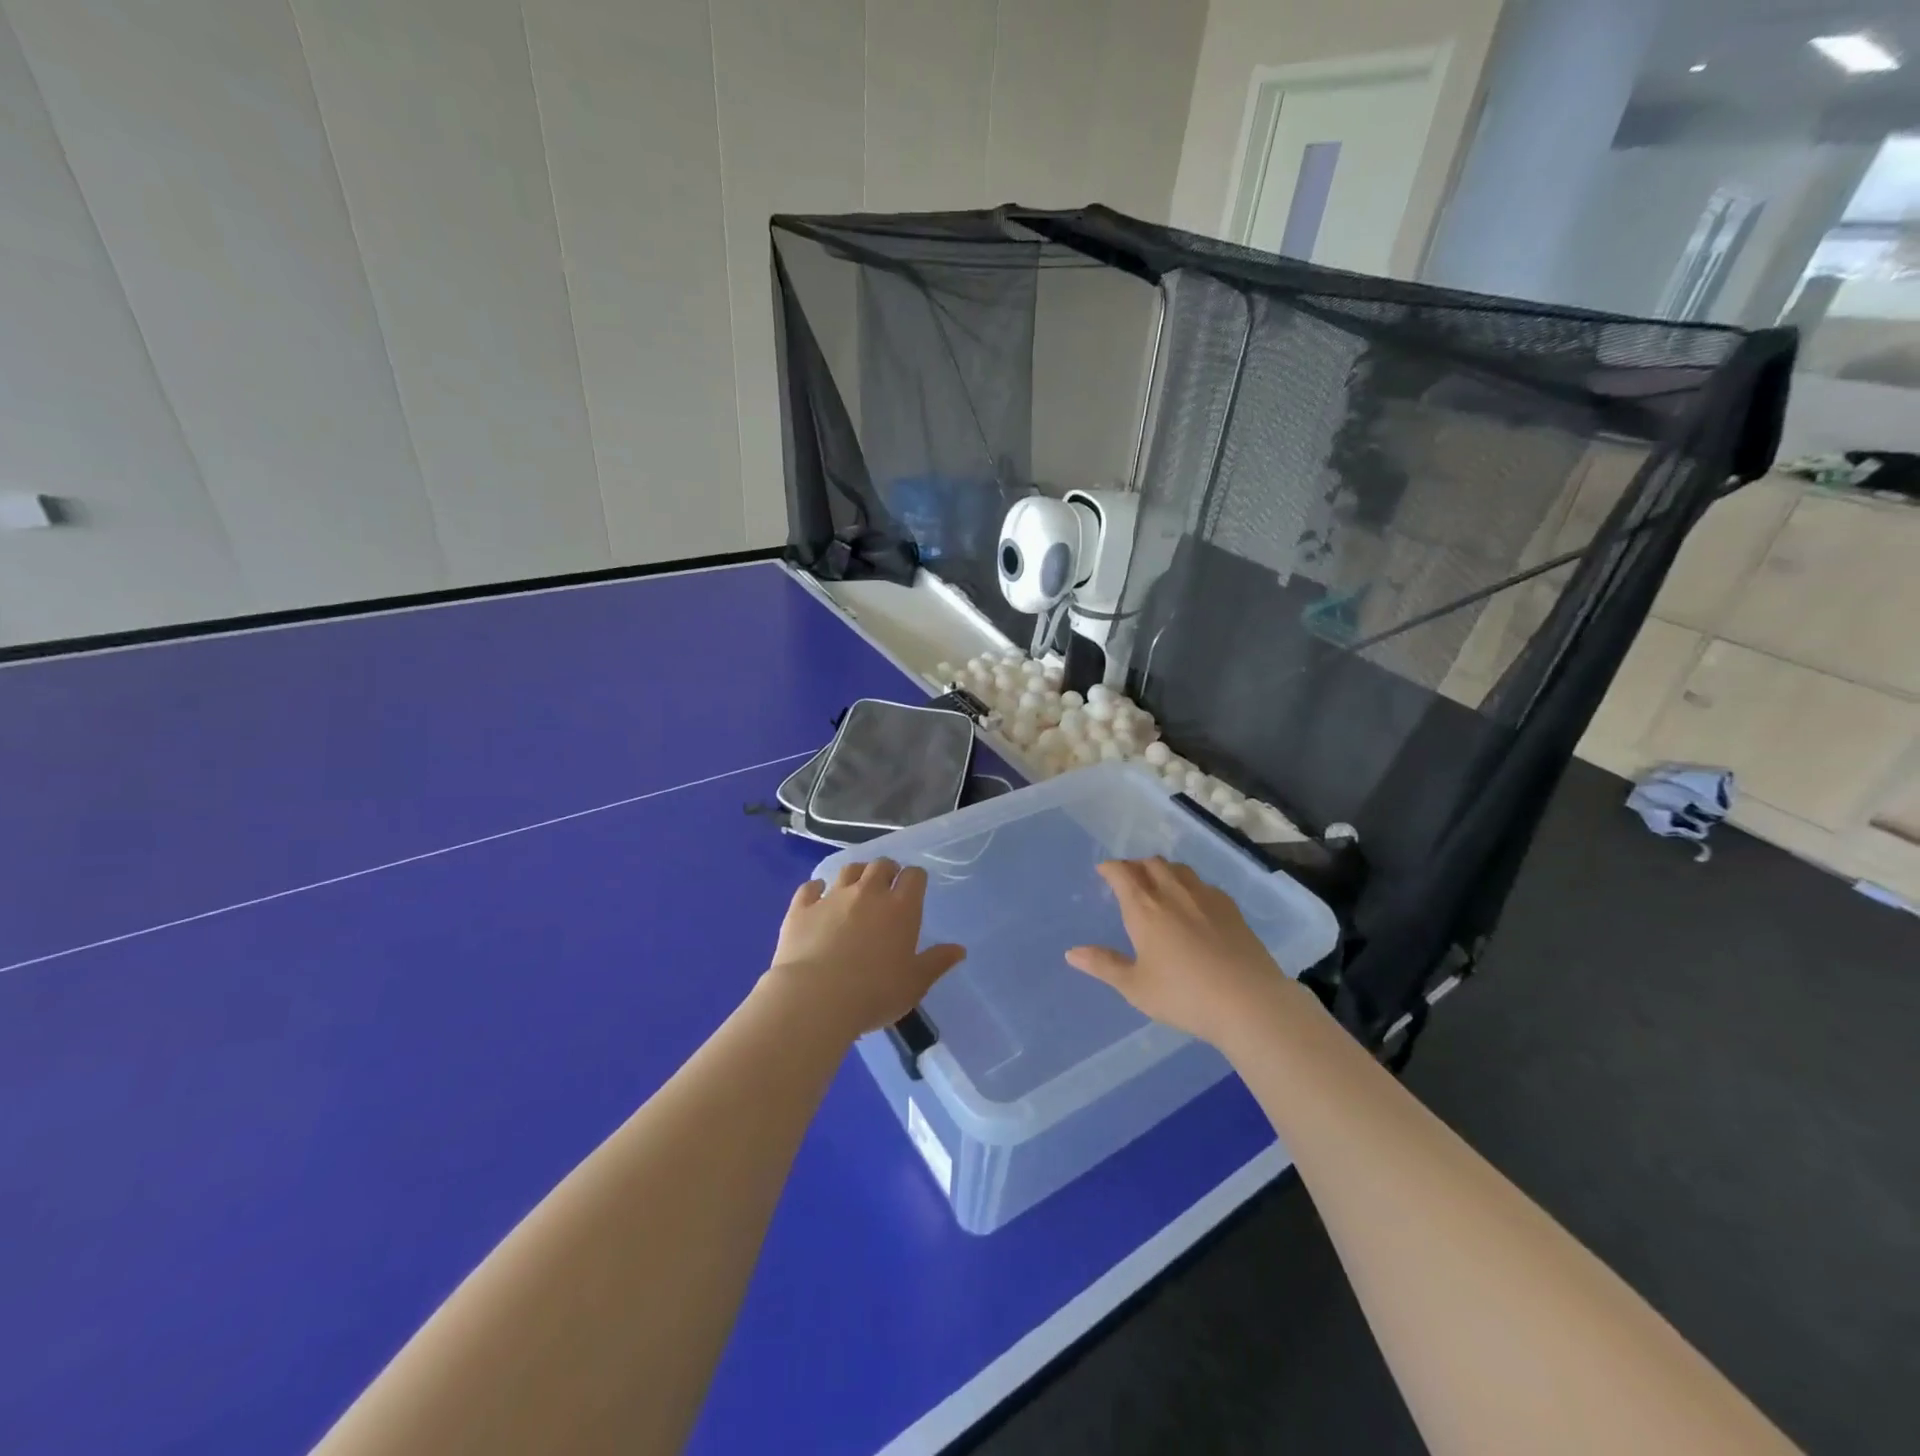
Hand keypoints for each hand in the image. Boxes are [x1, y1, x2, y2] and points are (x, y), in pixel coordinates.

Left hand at [764, 859, 965, 1037]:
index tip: (914, 888)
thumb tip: (959, 949)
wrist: (816, 999)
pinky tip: (817, 894)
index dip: (915, 879)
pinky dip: (816, 888)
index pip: (914, 876)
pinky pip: (810, 888)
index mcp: (900, 907)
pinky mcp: (802, 908)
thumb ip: (936, 962)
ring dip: (856, 874)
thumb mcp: (915, 983)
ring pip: (848, 870)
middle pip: (881, 865)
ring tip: (856, 886)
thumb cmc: (875, 993)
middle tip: (887, 885)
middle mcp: (868, 893)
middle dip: (887, 870)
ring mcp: (832, 897)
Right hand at [1067, 858, 1289, 1047]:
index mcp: (1145, 909)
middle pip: (1151, 864)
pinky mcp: (1231, 908)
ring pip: (1179, 869)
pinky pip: (1203, 884)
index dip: (1110, 868)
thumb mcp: (1135, 987)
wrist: (1249, 1002)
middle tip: (1129, 878)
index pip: (1122, 873)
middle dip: (1136, 866)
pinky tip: (1193, 903)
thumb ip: (1104, 965)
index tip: (1103, 870)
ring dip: (1163, 870)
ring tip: (1159, 884)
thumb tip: (1071, 953)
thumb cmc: (1183, 996)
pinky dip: (1189, 885)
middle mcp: (1173, 893)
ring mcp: (1205, 897)